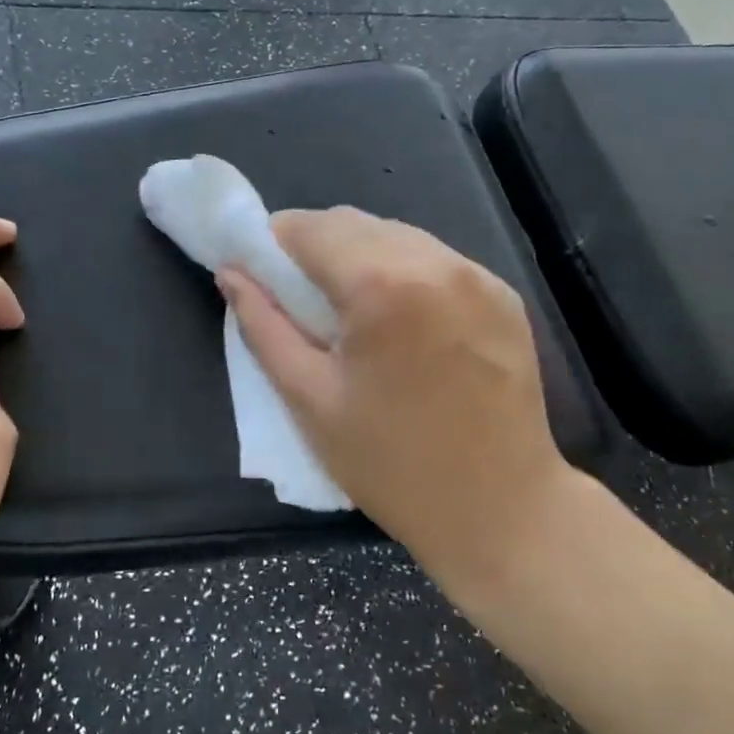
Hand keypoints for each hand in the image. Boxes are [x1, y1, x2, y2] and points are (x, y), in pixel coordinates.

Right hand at [220, 208, 574, 590]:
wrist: (503, 510)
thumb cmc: (391, 465)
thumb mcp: (309, 399)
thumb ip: (263, 326)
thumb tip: (230, 274)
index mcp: (382, 286)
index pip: (309, 227)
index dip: (273, 243)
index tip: (259, 273)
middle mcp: (435, 262)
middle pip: (352, 223)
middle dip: (314, 246)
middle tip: (297, 296)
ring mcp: (477, 275)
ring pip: (395, 234)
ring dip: (359, 255)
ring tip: (349, 309)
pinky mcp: (503, 294)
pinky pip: (434, 259)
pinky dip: (402, 270)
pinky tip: (399, 319)